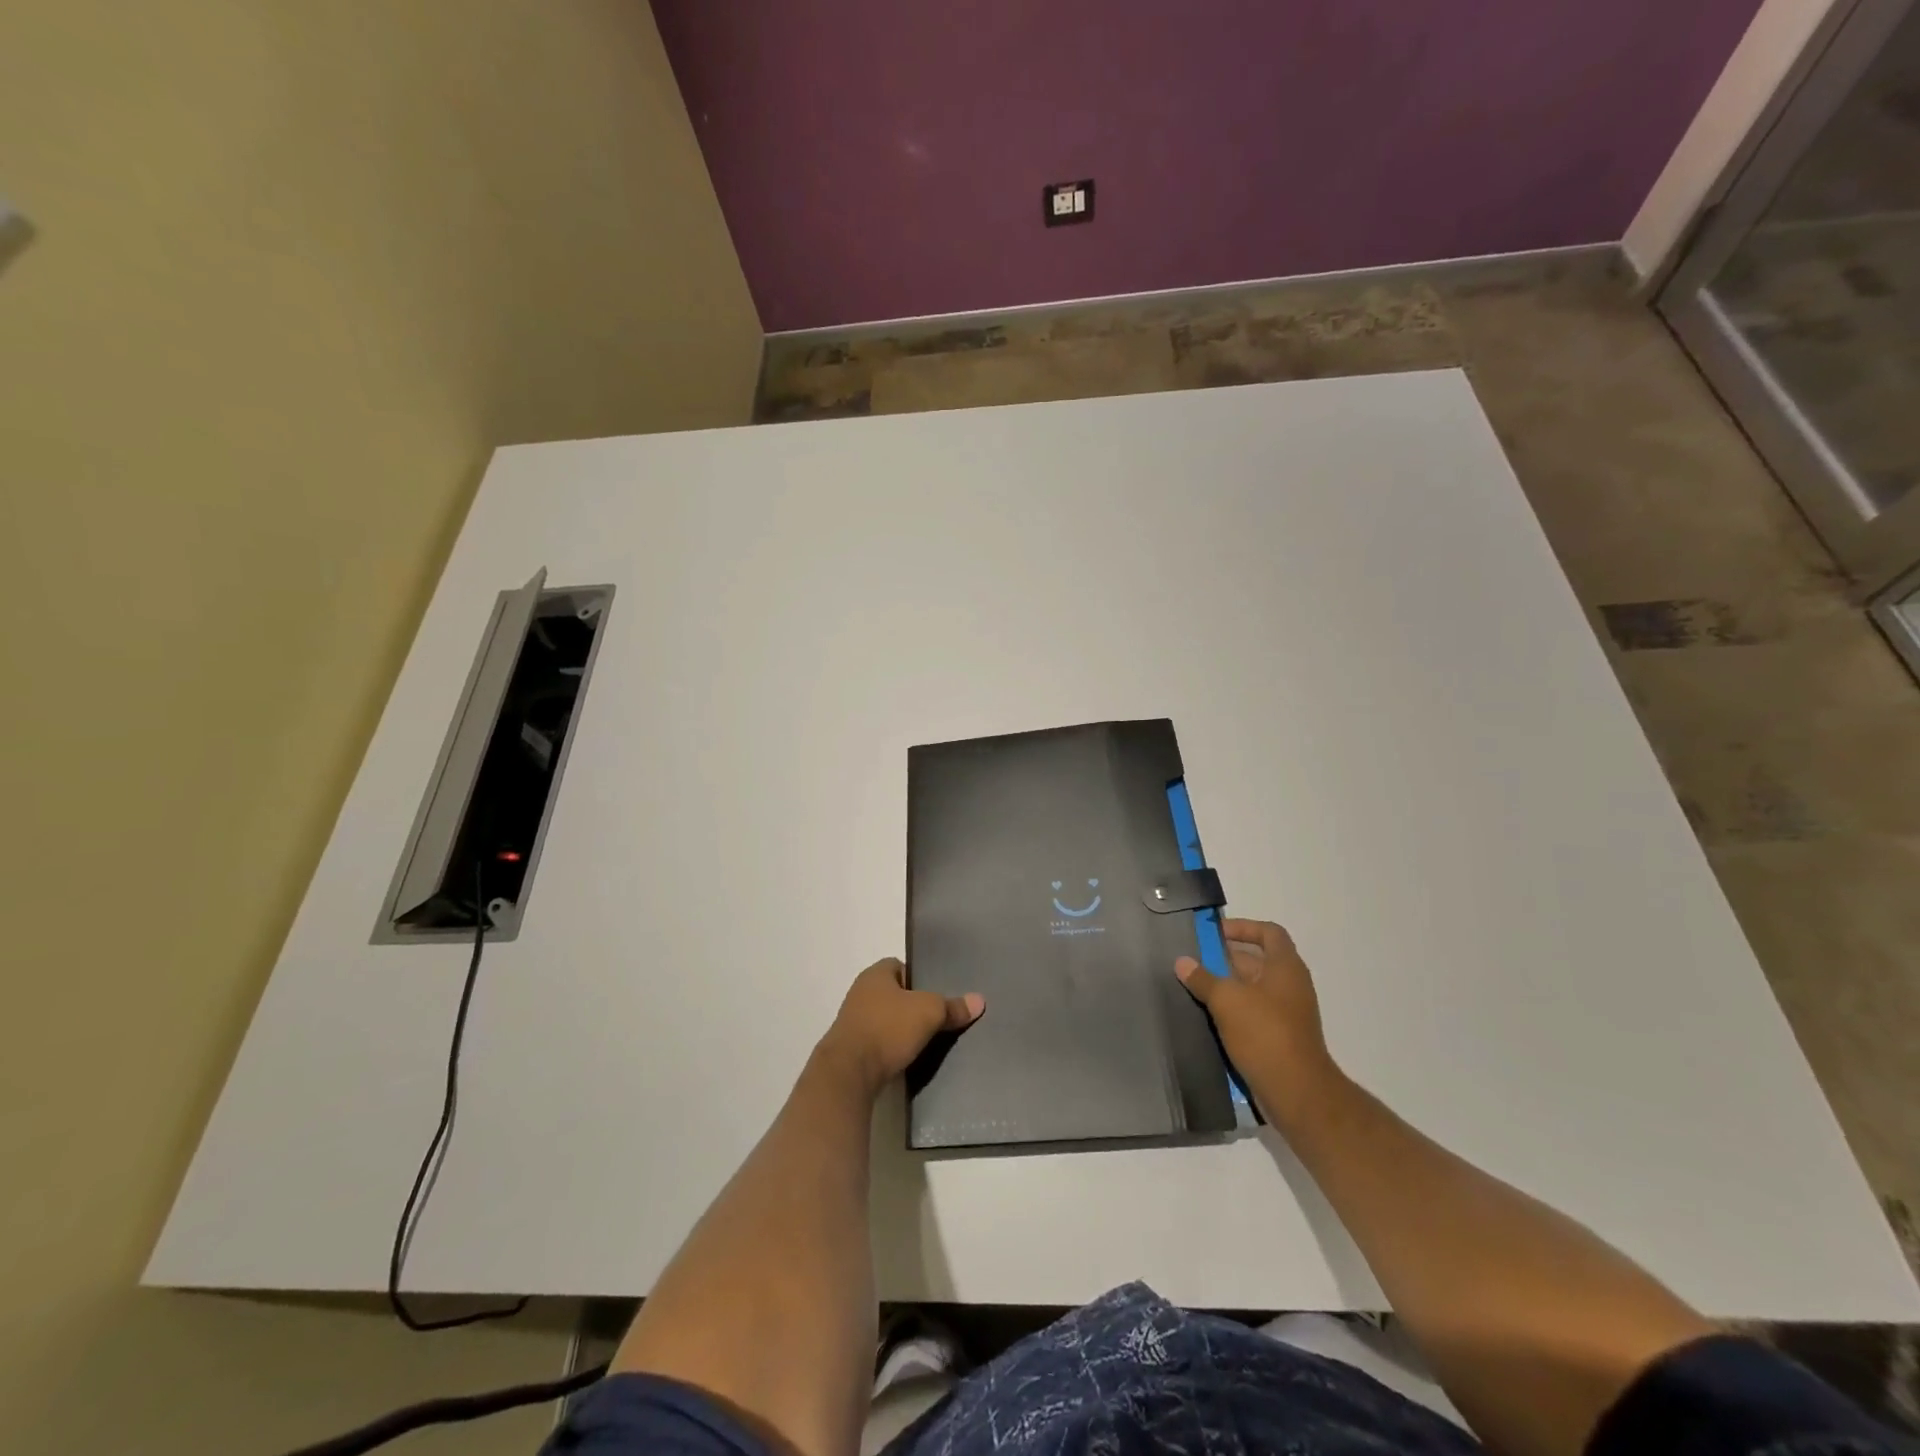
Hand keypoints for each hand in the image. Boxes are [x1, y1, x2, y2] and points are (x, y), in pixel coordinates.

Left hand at [816, 958, 983, 1095]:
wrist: (849, 1073)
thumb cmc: (888, 1029)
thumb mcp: (929, 1013)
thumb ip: (953, 1006)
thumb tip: (979, 1000)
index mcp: (875, 974)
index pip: (901, 966)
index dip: (919, 978)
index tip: (936, 994)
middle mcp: (860, 992)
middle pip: (893, 993)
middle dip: (912, 1005)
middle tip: (936, 1018)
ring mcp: (851, 1020)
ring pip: (885, 1018)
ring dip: (900, 1028)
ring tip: (925, 1040)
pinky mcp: (849, 1048)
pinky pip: (877, 1041)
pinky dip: (890, 1047)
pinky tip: (905, 1058)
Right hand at [1175, 918, 1343, 1128]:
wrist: (1296, 1092)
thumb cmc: (1264, 1033)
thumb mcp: (1226, 1000)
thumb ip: (1203, 978)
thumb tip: (1182, 962)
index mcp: (1285, 967)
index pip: (1269, 932)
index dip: (1243, 927)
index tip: (1214, 934)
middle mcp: (1290, 985)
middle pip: (1256, 961)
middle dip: (1225, 959)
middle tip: (1193, 962)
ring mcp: (1286, 1013)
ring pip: (1251, 989)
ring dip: (1225, 987)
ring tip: (1194, 989)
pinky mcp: (1279, 1038)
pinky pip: (1252, 1014)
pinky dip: (1232, 1011)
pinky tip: (1207, 1017)